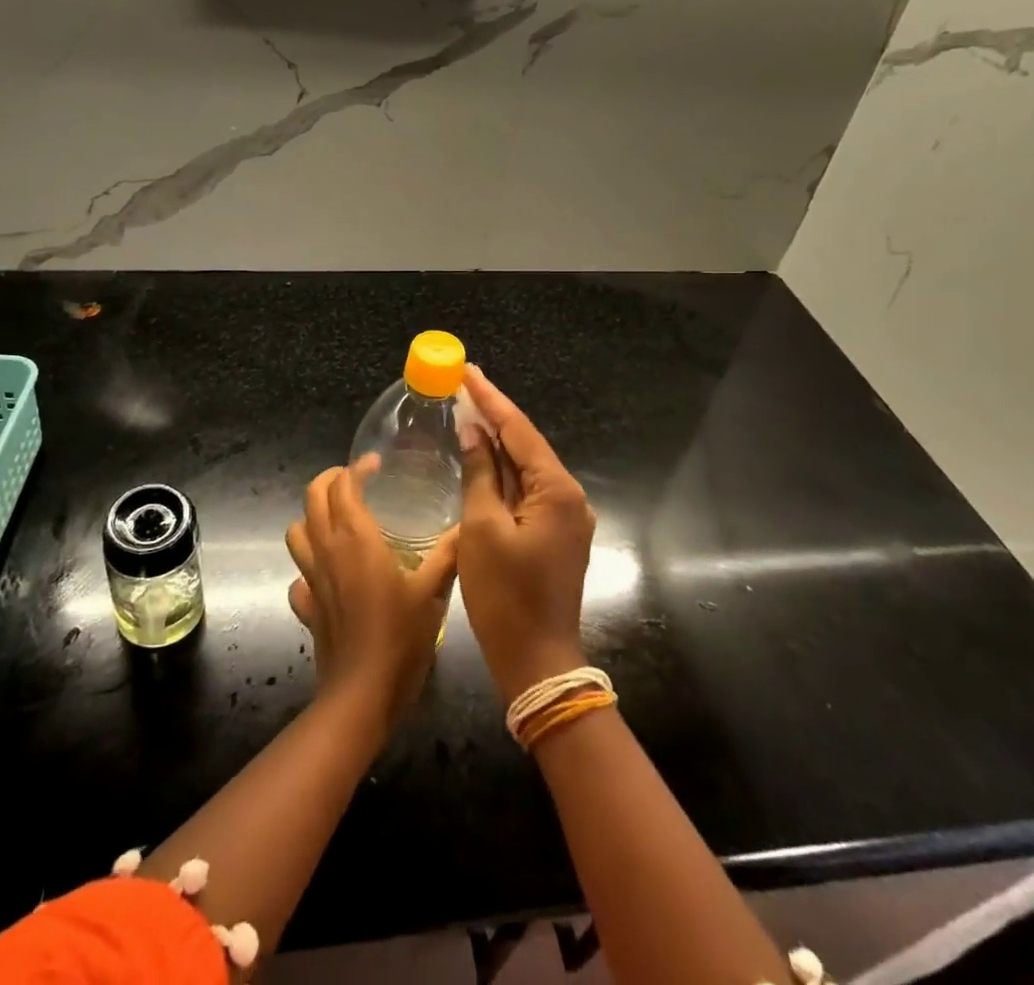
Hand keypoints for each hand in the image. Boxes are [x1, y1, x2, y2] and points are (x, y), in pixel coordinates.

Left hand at [286, 458, 458, 726]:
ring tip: (337, 520)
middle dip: (329, 480)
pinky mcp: (306, 606)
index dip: (357, 468)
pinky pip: (298, 577)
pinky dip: (308, 568)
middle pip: (312, 497)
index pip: (344, 485)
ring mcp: (311, 578)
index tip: (376, 464)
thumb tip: (467, 526)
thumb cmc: (399, 637)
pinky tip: (328, 577)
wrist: (362, 694)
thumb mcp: (432, 592)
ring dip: (312, 518)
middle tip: (354, 480)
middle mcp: (327, 549)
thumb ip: (448, 555)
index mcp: (356, 538)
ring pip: (297, 532)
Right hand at [458, 365, 596, 703]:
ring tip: (467, 412)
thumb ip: (480, 474)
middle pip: (526, 445)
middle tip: (463, 385)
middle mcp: (569, 497)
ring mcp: (565, 517)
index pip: (519, 430)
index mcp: (556, 490)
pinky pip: (526, 492)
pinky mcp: (555, 534)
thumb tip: (474, 433)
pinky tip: (481, 458)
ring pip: (525, 469)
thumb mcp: (482, 528)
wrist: (536, 662)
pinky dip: (502, 474)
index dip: (490, 398)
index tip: (468, 370)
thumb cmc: (505, 595)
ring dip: (497, 444)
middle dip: (494, 416)